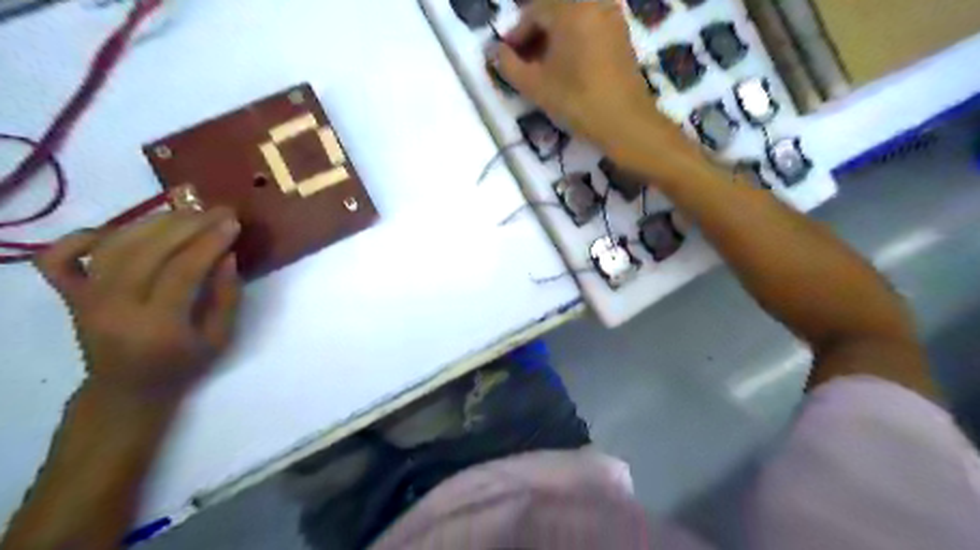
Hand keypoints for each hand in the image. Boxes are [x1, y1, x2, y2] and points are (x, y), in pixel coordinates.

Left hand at [33, 209, 242, 405]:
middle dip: (188, 225)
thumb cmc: (182, 366)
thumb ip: (226, 297)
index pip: (183, 271)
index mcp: (157, 326)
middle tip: (216, 210)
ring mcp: (86, 299)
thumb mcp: (220, 338)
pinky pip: (61, 258)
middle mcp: (114, 308)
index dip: (209, 242)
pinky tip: (116, 229)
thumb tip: (227, 256)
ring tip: (186, 213)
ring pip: (113, 246)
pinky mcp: (70, 296)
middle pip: (148, 252)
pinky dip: (82, 237)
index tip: (233, 222)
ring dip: (153, 223)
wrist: (127, 389)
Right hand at [498, 0, 695, 172]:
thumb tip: (494, 52)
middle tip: (524, 63)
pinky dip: (573, 39)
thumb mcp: (535, 86)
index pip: (533, 11)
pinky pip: (589, 26)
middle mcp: (593, 3)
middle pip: (554, 11)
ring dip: (554, 38)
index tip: (507, 58)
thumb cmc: (577, 101)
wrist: (625, 122)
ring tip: (544, 67)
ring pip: (572, 19)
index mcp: (570, 9)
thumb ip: (508, 65)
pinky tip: (567, 66)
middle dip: (535, 35)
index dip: (516, 35)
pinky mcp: (621, 34)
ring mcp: (611, 17)